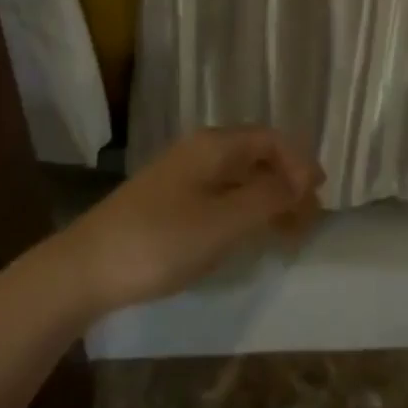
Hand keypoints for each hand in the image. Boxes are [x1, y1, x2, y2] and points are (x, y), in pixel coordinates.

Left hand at [59, 127, 323, 314]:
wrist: (88, 267)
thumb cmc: (162, 241)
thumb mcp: (224, 222)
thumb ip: (268, 197)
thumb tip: (303, 177)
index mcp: (214, 145)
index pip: (271, 139)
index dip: (300, 163)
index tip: (319, 199)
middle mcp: (201, 151)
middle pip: (257, 156)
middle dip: (288, 183)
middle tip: (309, 221)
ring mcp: (183, 175)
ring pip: (240, 177)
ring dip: (269, 198)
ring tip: (289, 233)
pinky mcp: (171, 201)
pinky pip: (222, 194)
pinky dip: (246, 210)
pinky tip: (251, 235)